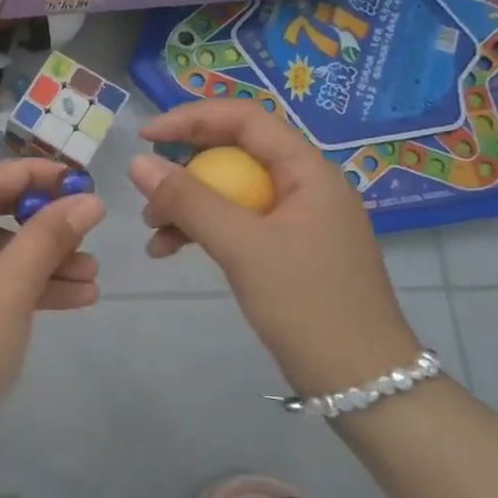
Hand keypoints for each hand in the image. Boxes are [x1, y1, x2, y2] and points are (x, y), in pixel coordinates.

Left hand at [0, 159, 104, 452]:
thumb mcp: (13, 285)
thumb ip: (50, 235)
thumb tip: (90, 200)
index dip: (38, 176)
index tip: (82, 179)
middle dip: (42, 231)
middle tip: (89, 236)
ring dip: (35, 267)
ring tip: (92, 281)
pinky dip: (10, 289)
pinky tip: (65, 301)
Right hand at [127, 100, 417, 396]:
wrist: (360, 380)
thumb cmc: (306, 303)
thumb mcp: (242, 246)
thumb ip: (189, 201)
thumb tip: (138, 163)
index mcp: (307, 171)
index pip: (245, 119)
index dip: (192, 118)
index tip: (146, 137)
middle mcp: (304, 186)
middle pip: (234, 154)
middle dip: (185, 170)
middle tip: (147, 193)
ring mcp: (296, 220)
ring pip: (230, 191)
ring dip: (187, 204)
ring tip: (153, 231)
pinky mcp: (286, 250)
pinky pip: (236, 223)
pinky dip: (201, 230)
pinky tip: (169, 250)